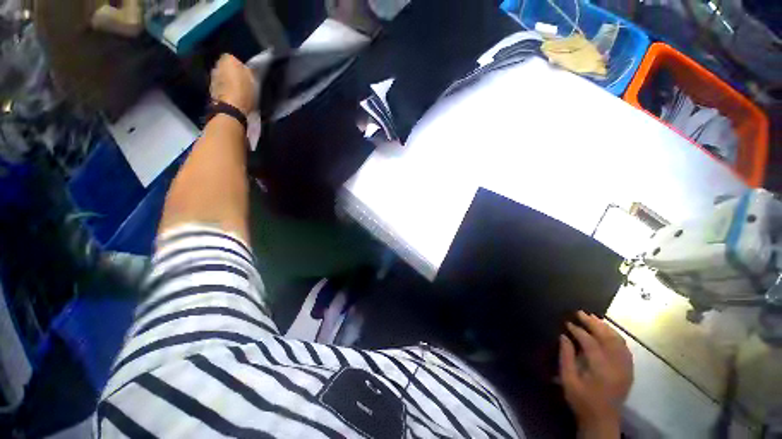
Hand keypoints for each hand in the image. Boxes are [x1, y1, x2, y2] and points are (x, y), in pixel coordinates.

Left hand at [210, 54, 257, 115]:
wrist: (231, 109)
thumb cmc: (244, 92)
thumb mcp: (254, 80)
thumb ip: (250, 71)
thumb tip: (249, 67)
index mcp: (228, 58)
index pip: (236, 59)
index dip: (243, 68)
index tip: (249, 77)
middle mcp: (217, 64)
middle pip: (227, 68)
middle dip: (233, 74)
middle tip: (244, 84)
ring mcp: (212, 77)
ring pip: (223, 77)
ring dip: (229, 82)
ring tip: (238, 92)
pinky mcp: (210, 89)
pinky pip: (220, 87)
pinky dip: (225, 90)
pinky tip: (232, 97)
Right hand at [560, 311, 632, 436]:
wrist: (602, 420)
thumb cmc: (582, 400)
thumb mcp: (568, 380)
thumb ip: (566, 357)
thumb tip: (563, 336)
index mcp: (601, 369)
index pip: (590, 342)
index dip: (578, 330)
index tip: (567, 322)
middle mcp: (616, 366)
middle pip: (607, 338)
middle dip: (593, 323)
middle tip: (581, 313)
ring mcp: (625, 368)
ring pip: (619, 341)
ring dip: (606, 327)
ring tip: (593, 317)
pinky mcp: (628, 371)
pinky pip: (624, 348)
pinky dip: (616, 337)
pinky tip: (607, 332)